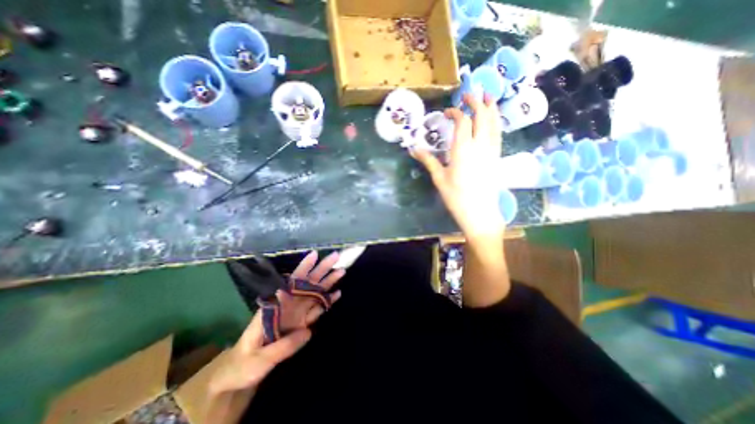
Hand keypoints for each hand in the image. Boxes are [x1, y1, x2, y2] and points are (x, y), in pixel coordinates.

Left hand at [209, 252, 343, 393]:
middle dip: (321, 269)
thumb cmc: (243, 364)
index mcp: (275, 307)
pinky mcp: (301, 323)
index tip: (315, 255)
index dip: (303, 268)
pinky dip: (327, 301)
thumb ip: (283, 346)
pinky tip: (337, 293)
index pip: (291, 283)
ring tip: (341, 271)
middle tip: (336, 257)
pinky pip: (317, 309)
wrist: (239, 375)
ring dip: (327, 282)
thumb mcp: (259, 359)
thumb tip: (308, 331)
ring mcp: (296, 314)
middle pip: (307, 283)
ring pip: (314, 293)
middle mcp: (288, 306)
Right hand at [412, 94, 505, 242]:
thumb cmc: (456, 196)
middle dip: (476, 102)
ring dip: (491, 107)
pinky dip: (497, 121)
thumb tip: (413, 149)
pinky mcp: (496, 157)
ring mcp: (491, 150)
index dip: (456, 113)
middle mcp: (480, 145)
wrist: (479, 212)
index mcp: (463, 149)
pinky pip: (498, 133)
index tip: (448, 112)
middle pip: (482, 116)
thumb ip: (428, 160)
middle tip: (470, 94)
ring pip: (494, 122)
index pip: (462, 122)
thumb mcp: (439, 178)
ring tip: (488, 96)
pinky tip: (494, 119)